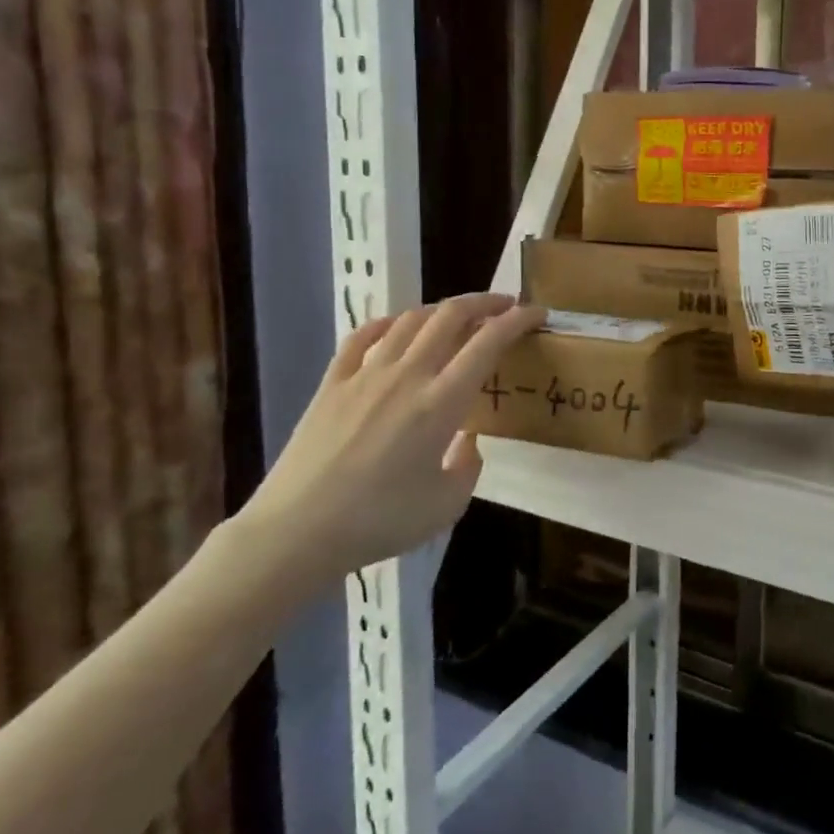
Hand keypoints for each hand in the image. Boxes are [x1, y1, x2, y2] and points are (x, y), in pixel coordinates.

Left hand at [235, 294, 543, 589]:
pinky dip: (387, 323)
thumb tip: (467, 443)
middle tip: (504, 305)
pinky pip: (363, 337)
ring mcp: (366, 374)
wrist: (298, 530)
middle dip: (484, 303)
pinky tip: (396, 327)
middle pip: (450, 316)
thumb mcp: (446, 506)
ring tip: (457, 316)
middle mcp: (407, 375)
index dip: (516, 320)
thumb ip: (468, 467)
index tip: (535, 313)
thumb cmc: (380, 521)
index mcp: (442, 403)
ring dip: (441, 309)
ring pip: (410, 320)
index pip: (487, 343)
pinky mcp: (332, 382)